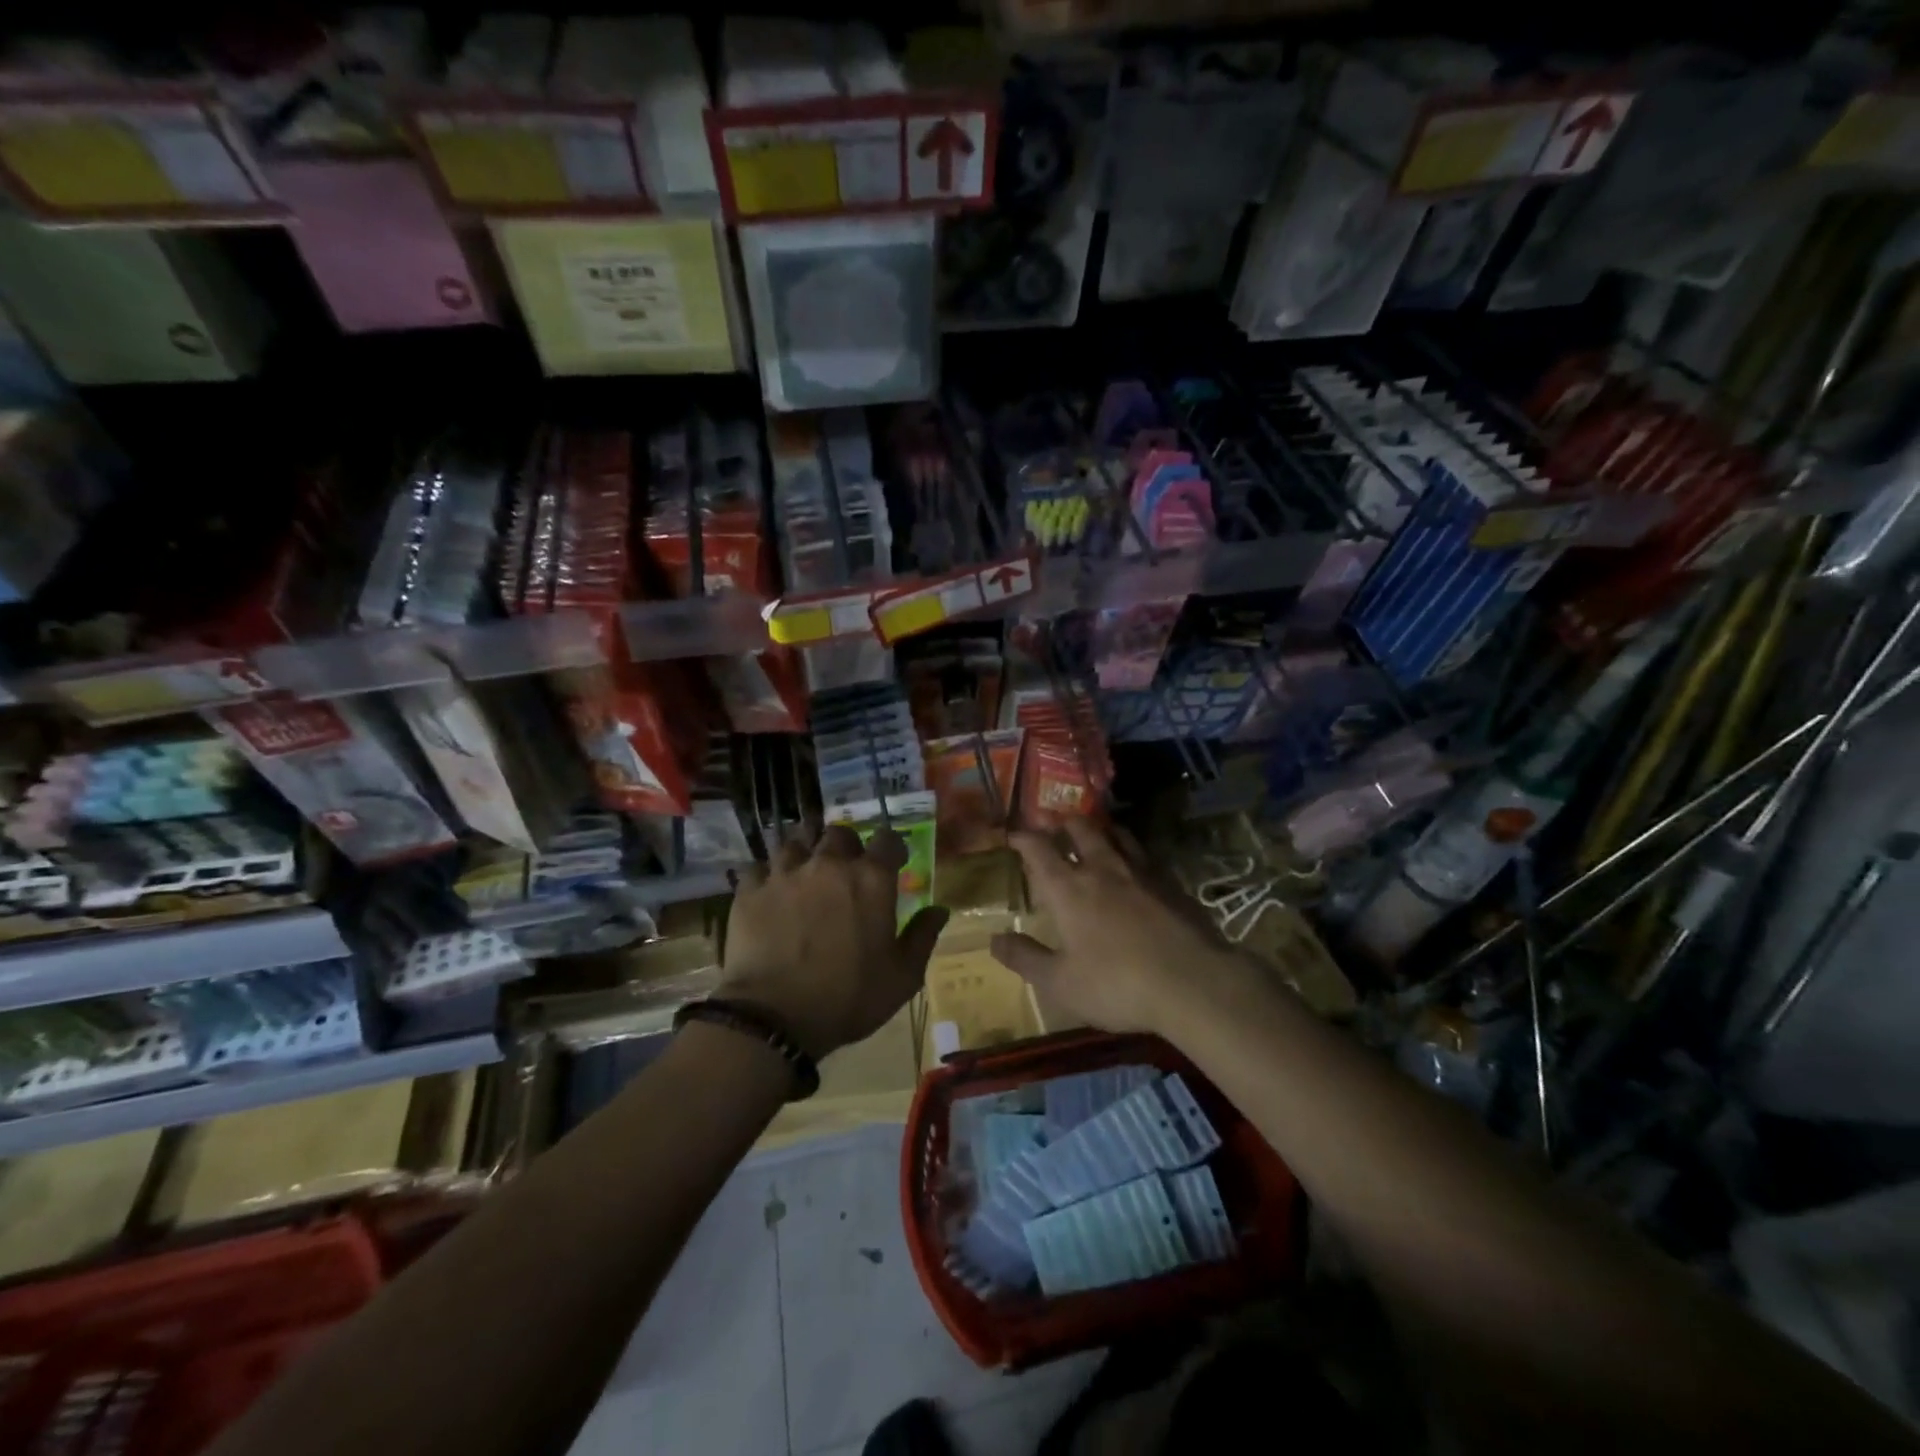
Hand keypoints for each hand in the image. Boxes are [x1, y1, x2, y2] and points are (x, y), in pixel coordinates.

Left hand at [720, 824, 947, 1060]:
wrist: (775, 1016)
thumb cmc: (849, 997)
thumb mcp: (902, 977)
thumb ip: (923, 937)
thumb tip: (940, 910)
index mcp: (871, 879)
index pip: (887, 839)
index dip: (891, 847)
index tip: (892, 862)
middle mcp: (829, 864)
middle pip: (838, 833)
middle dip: (845, 845)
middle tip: (845, 867)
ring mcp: (786, 873)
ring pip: (795, 841)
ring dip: (804, 851)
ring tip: (804, 870)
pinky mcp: (751, 889)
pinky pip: (758, 866)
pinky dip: (766, 874)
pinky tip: (768, 890)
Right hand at [992, 819, 1260, 1036]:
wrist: (1192, 983)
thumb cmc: (1117, 985)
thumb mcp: (1060, 983)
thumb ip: (1025, 959)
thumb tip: (993, 940)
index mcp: (1068, 889)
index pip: (1039, 849)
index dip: (1023, 837)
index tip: (1013, 834)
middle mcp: (1101, 869)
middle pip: (1080, 829)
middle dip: (1063, 822)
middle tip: (1054, 824)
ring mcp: (1140, 871)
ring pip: (1115, 834)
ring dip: (1099, 828)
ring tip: (1094, 831)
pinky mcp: (1170, 882)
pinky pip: (1144, 853)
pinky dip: (1130, 848)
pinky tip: (1134, 862)